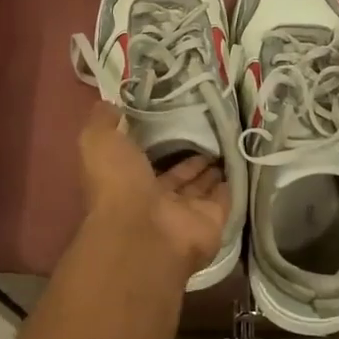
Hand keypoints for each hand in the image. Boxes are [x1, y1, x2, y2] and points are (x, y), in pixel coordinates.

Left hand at [76, 102, 228, 281]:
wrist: (144, 234)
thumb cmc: (118, 186)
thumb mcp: (98, 142)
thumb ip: (102, 122)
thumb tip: (109, 104)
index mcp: (128, 181)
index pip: (144, 160)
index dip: (156, 142)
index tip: (171, 119)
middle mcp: (156, 199)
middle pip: (176, 175)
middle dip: (189, 158)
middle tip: (208, 132)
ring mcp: (185, 213)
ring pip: (200, 187)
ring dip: (211, 170)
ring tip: (226, 143)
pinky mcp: (212, 221)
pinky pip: (224, 199)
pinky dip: (231, 184)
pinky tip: (239, 163)